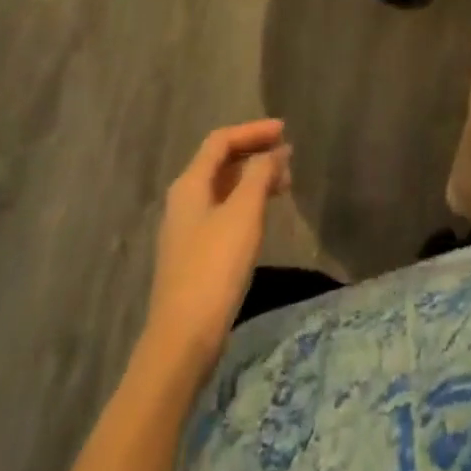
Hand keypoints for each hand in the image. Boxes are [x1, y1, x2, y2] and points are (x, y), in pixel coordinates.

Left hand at [144, 119, 291, 369]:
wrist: (181, 341)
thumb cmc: (214, 268)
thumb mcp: (243, 214)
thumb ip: (260, 176)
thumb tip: (274, 152)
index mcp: (190, 184)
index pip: (221, 141)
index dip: (253, 131)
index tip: (284, 130)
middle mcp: (183, 200)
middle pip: (220, 162)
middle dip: (254, 153)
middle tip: (288, 155)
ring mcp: (186, 229)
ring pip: (223, 188)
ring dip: (253, 178)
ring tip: (284, 183)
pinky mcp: (194, 254)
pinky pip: (223, 211)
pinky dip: (246, 202)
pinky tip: (263, 215)